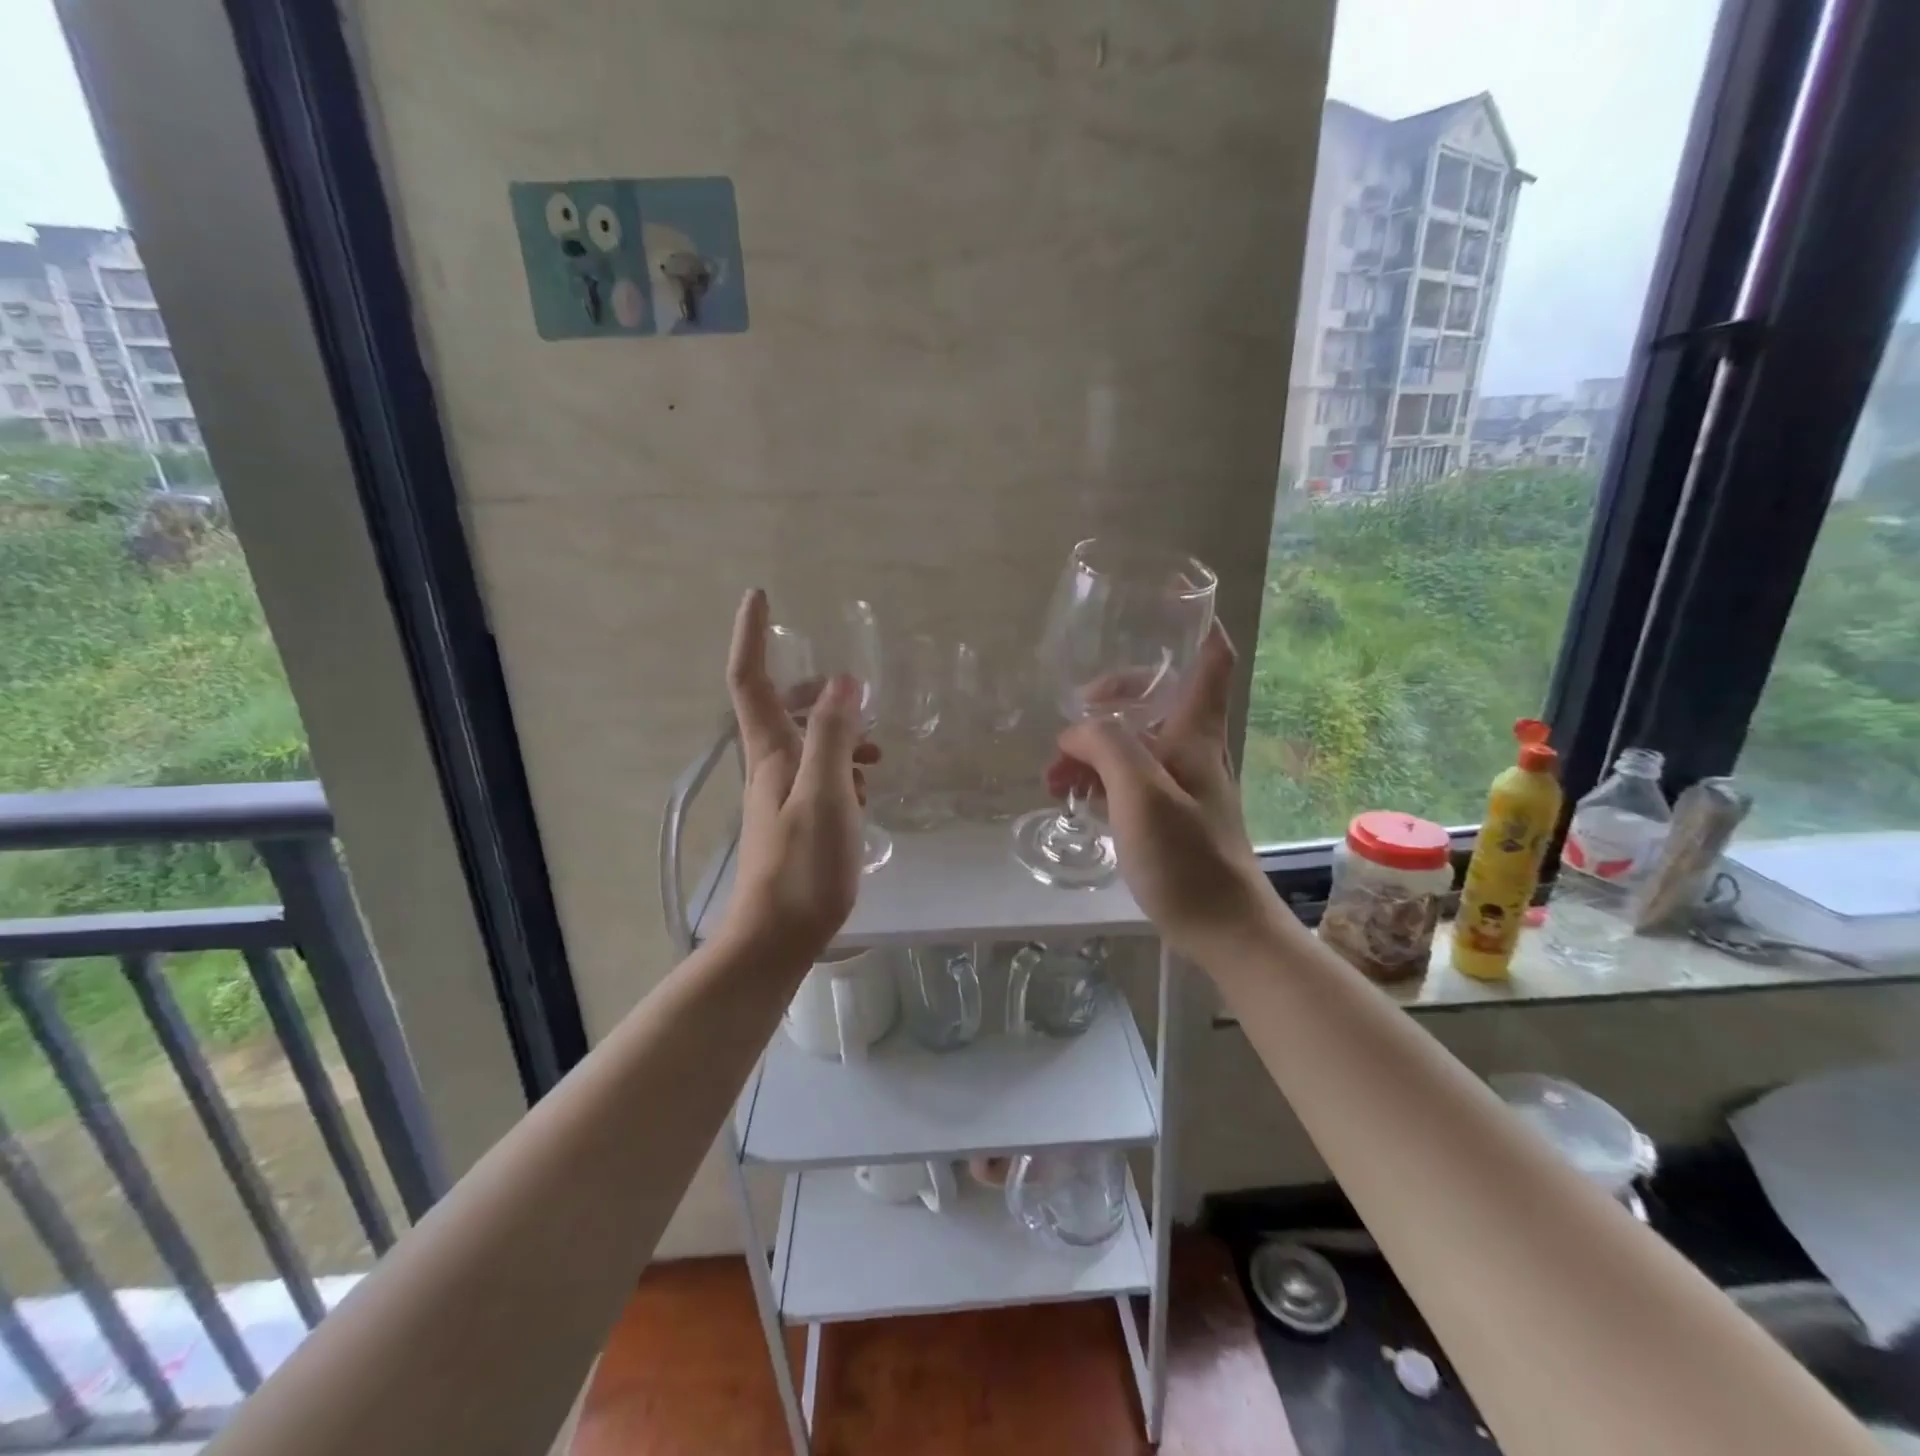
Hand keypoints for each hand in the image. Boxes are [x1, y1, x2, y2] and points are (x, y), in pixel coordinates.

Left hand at [722, 589, 876, 958]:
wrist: (778, 936)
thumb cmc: (803, 866)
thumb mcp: (825, 794)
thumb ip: (832, 735)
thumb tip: (842, 680)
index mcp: (770, 753)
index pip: (749, 680)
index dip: (751, 635)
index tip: (760, 595)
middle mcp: (769, 767)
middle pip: (778, 708)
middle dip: (811, 690)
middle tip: (853, 694)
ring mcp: (781, 796)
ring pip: (804, 743)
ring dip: (836, 733)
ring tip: (875, 753)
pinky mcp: (795, 820)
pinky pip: (817, 774)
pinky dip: (841, 768)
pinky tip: (865, 790)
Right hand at [1044, 623, 1274, 958]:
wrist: (1223, 928)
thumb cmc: (1187, 857)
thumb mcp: (1140, 793)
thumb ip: (1106, 747)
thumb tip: (1075, 731)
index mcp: (1196, 732)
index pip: (1211, 660)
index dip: (1197, 626)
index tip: (1165, 609)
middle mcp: (1194, 748)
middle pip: (1157, 699)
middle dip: (1108, 702)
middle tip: (1070, 724)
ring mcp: (1183, 783)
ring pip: (1136, 744)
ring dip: (1095, 750)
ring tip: (1054, 780)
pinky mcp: (1172, 815)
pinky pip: (1132, 779)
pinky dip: (1103, 780)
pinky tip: (1075, 801)